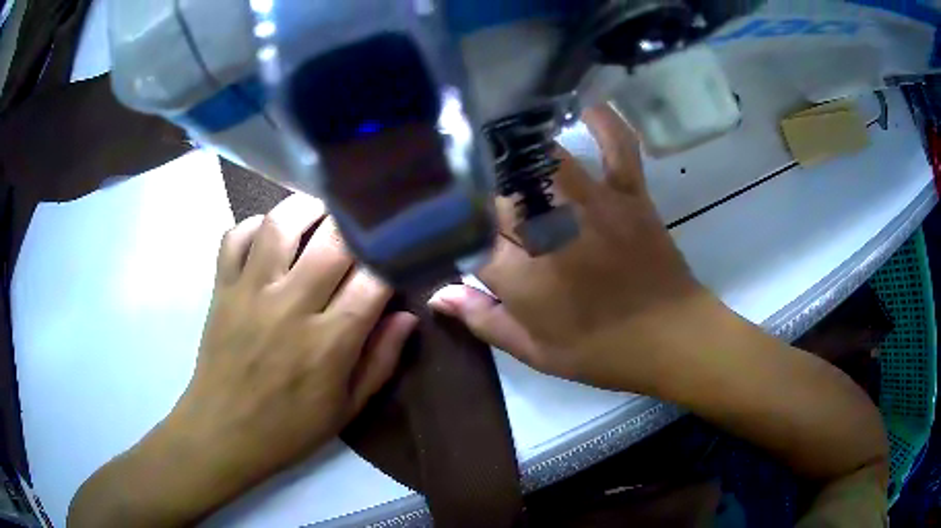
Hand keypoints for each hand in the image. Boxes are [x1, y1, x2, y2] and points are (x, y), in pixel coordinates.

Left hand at [170, 194, 416, 490]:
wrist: (223, 432)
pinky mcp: (222, 288)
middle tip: (368, 222)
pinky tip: (271, 234)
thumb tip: (406, 314)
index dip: (393, 257)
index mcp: (329, 343)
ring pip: (282, 224)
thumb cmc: (289, 428)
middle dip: (358, 224)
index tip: (400, 251)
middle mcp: (291, 307)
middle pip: (333, 241)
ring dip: (308, 208)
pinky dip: (256, 225)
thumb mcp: (347, 408)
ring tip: (324, 212)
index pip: (373, 280)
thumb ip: (381, 361)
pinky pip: (236, 236)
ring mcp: (251, 292)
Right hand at [430, 105, 709, 392]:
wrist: (671, 338)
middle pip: (496, 190)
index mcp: (521, 274)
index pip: (467, 236)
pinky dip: (605, 123)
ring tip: (500, 145)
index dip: (454, 232)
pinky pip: (617, 146)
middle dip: (478, 190)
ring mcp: (592, 203)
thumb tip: (437, 294)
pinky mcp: (628, 192)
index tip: (450, 231)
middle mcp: (549, 228)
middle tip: (471, 192)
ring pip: (540, 159)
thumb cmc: (601, 352)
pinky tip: (585, 107)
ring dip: (517, 153)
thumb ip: (482, 319)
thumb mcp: (535, 351)